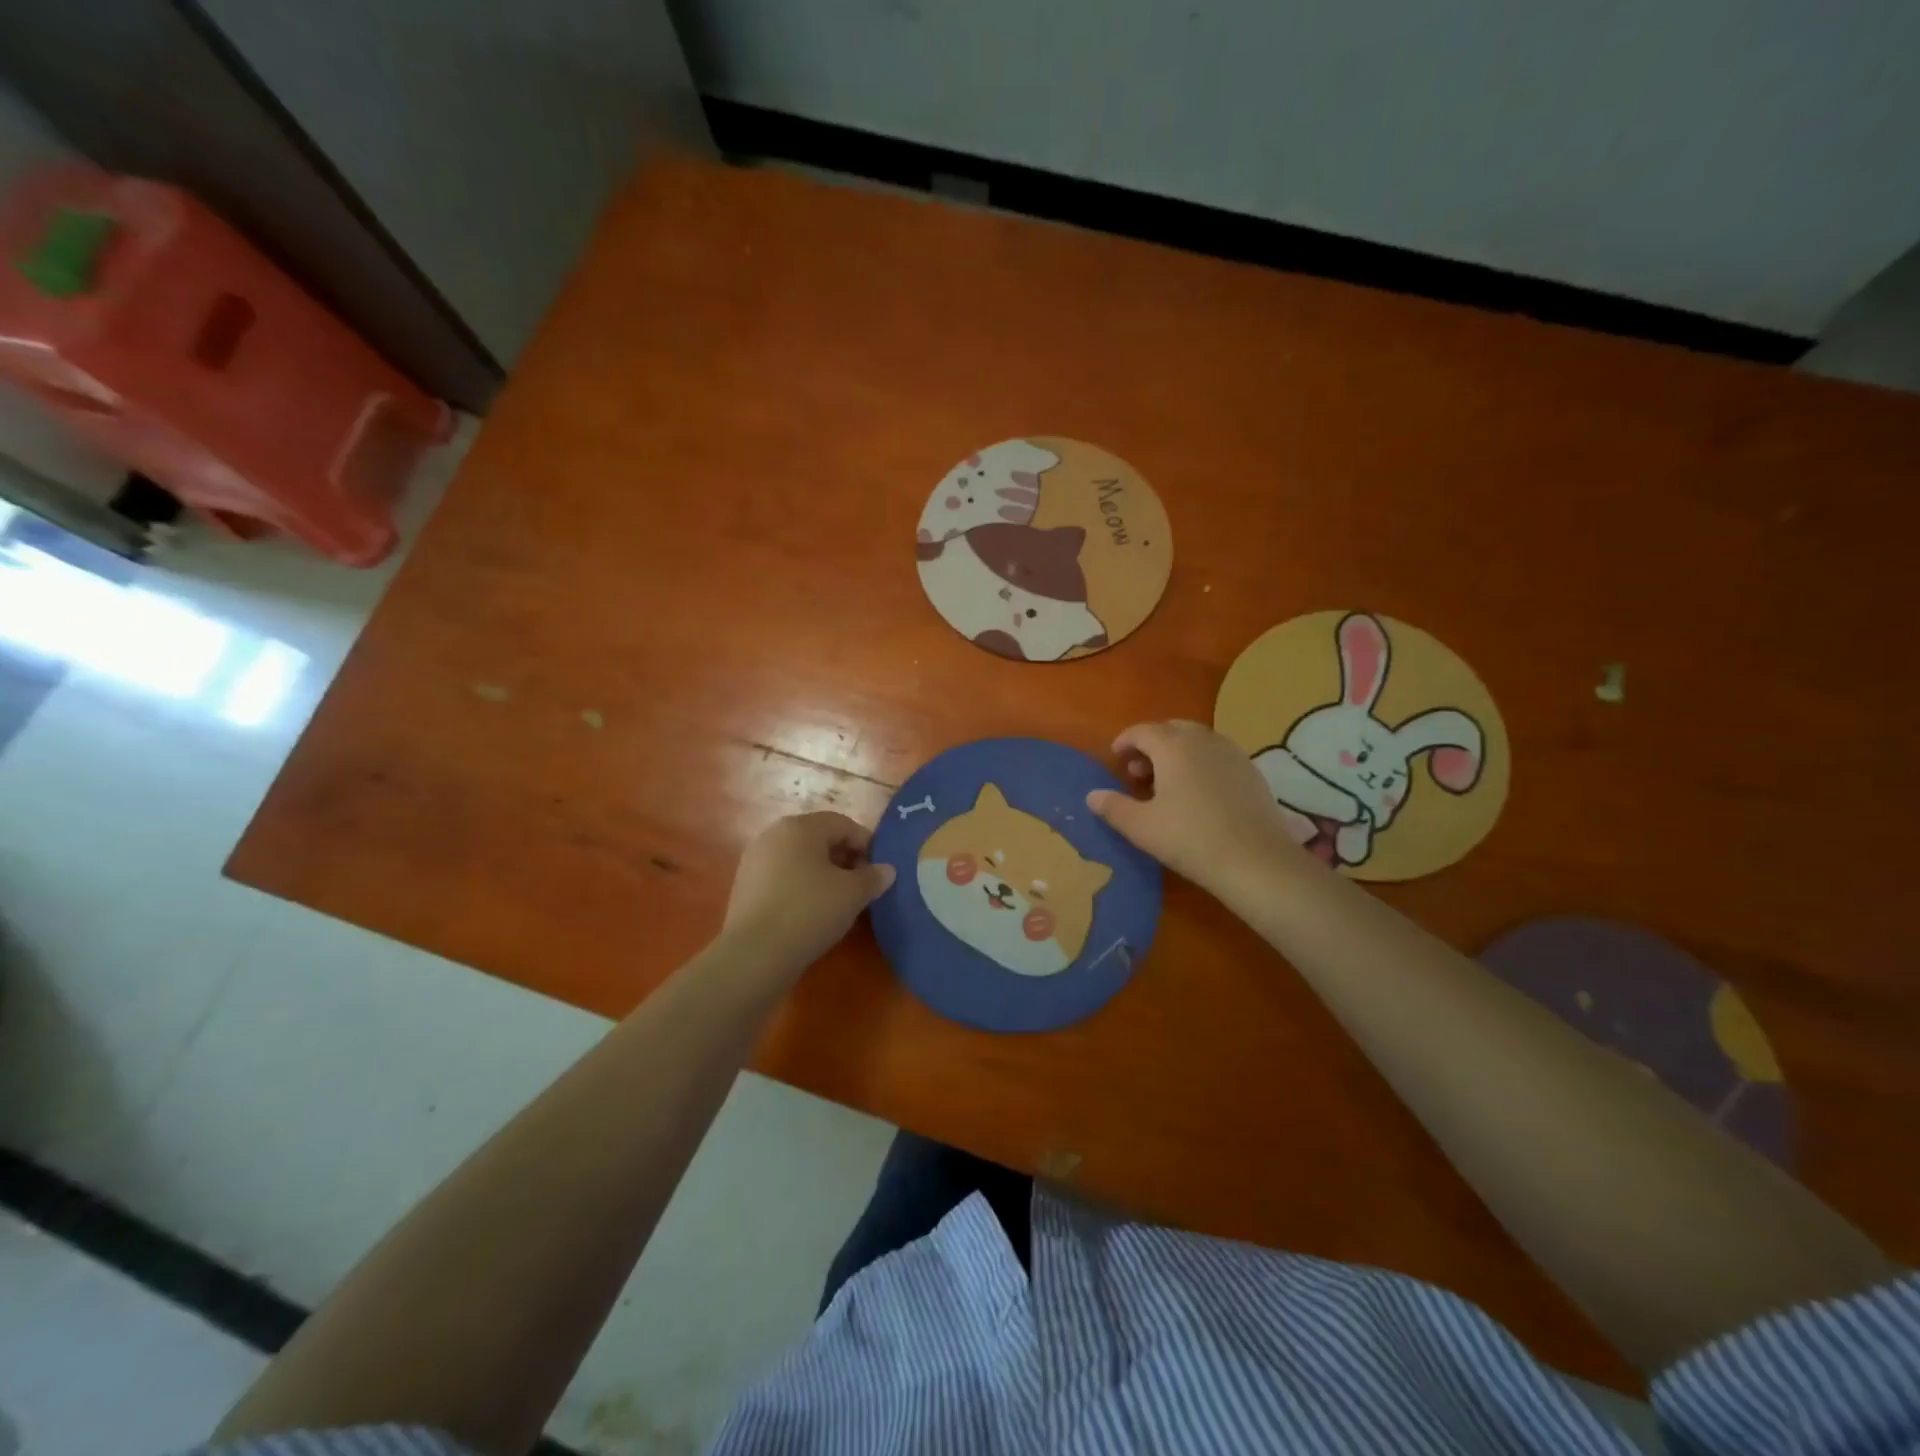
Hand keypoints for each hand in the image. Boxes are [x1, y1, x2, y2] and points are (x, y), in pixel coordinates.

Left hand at [720, 811, 894, 972]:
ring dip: (823, 874)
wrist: (755, 954)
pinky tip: (811, 913)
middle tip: (861, 886)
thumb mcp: (853, 894)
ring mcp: (755, 860)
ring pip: (800, 859)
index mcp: (800, 826)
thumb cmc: (810, 911)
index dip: (866, 844)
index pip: (843, 824)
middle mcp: (774, 834)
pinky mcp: (745, 886)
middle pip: (819, 838)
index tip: (878, 871)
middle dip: (844, 858)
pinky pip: (782, 877)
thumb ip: (873, 877)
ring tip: (838, 902)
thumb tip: (886, 870)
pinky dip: (801, 887)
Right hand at [1086, 720, 1301, 892]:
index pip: (1142, 731)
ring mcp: (1232, 753)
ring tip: (1166, 784)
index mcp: (1173, 746)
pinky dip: (1200, 764)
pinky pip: (1217, 756)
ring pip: (1197, 741)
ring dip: (1177, 754)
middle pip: (1171, 729)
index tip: (1114, 758)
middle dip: (1151, 745)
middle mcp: (1204, 740)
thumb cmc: (1189, 838)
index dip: (1124, 742)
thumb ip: (1113, 807)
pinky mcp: (1251, 772)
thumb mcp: (1141, 827)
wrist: (1255, 861)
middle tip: (1138, 772)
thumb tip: (1092, 796)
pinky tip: (1197, 794)